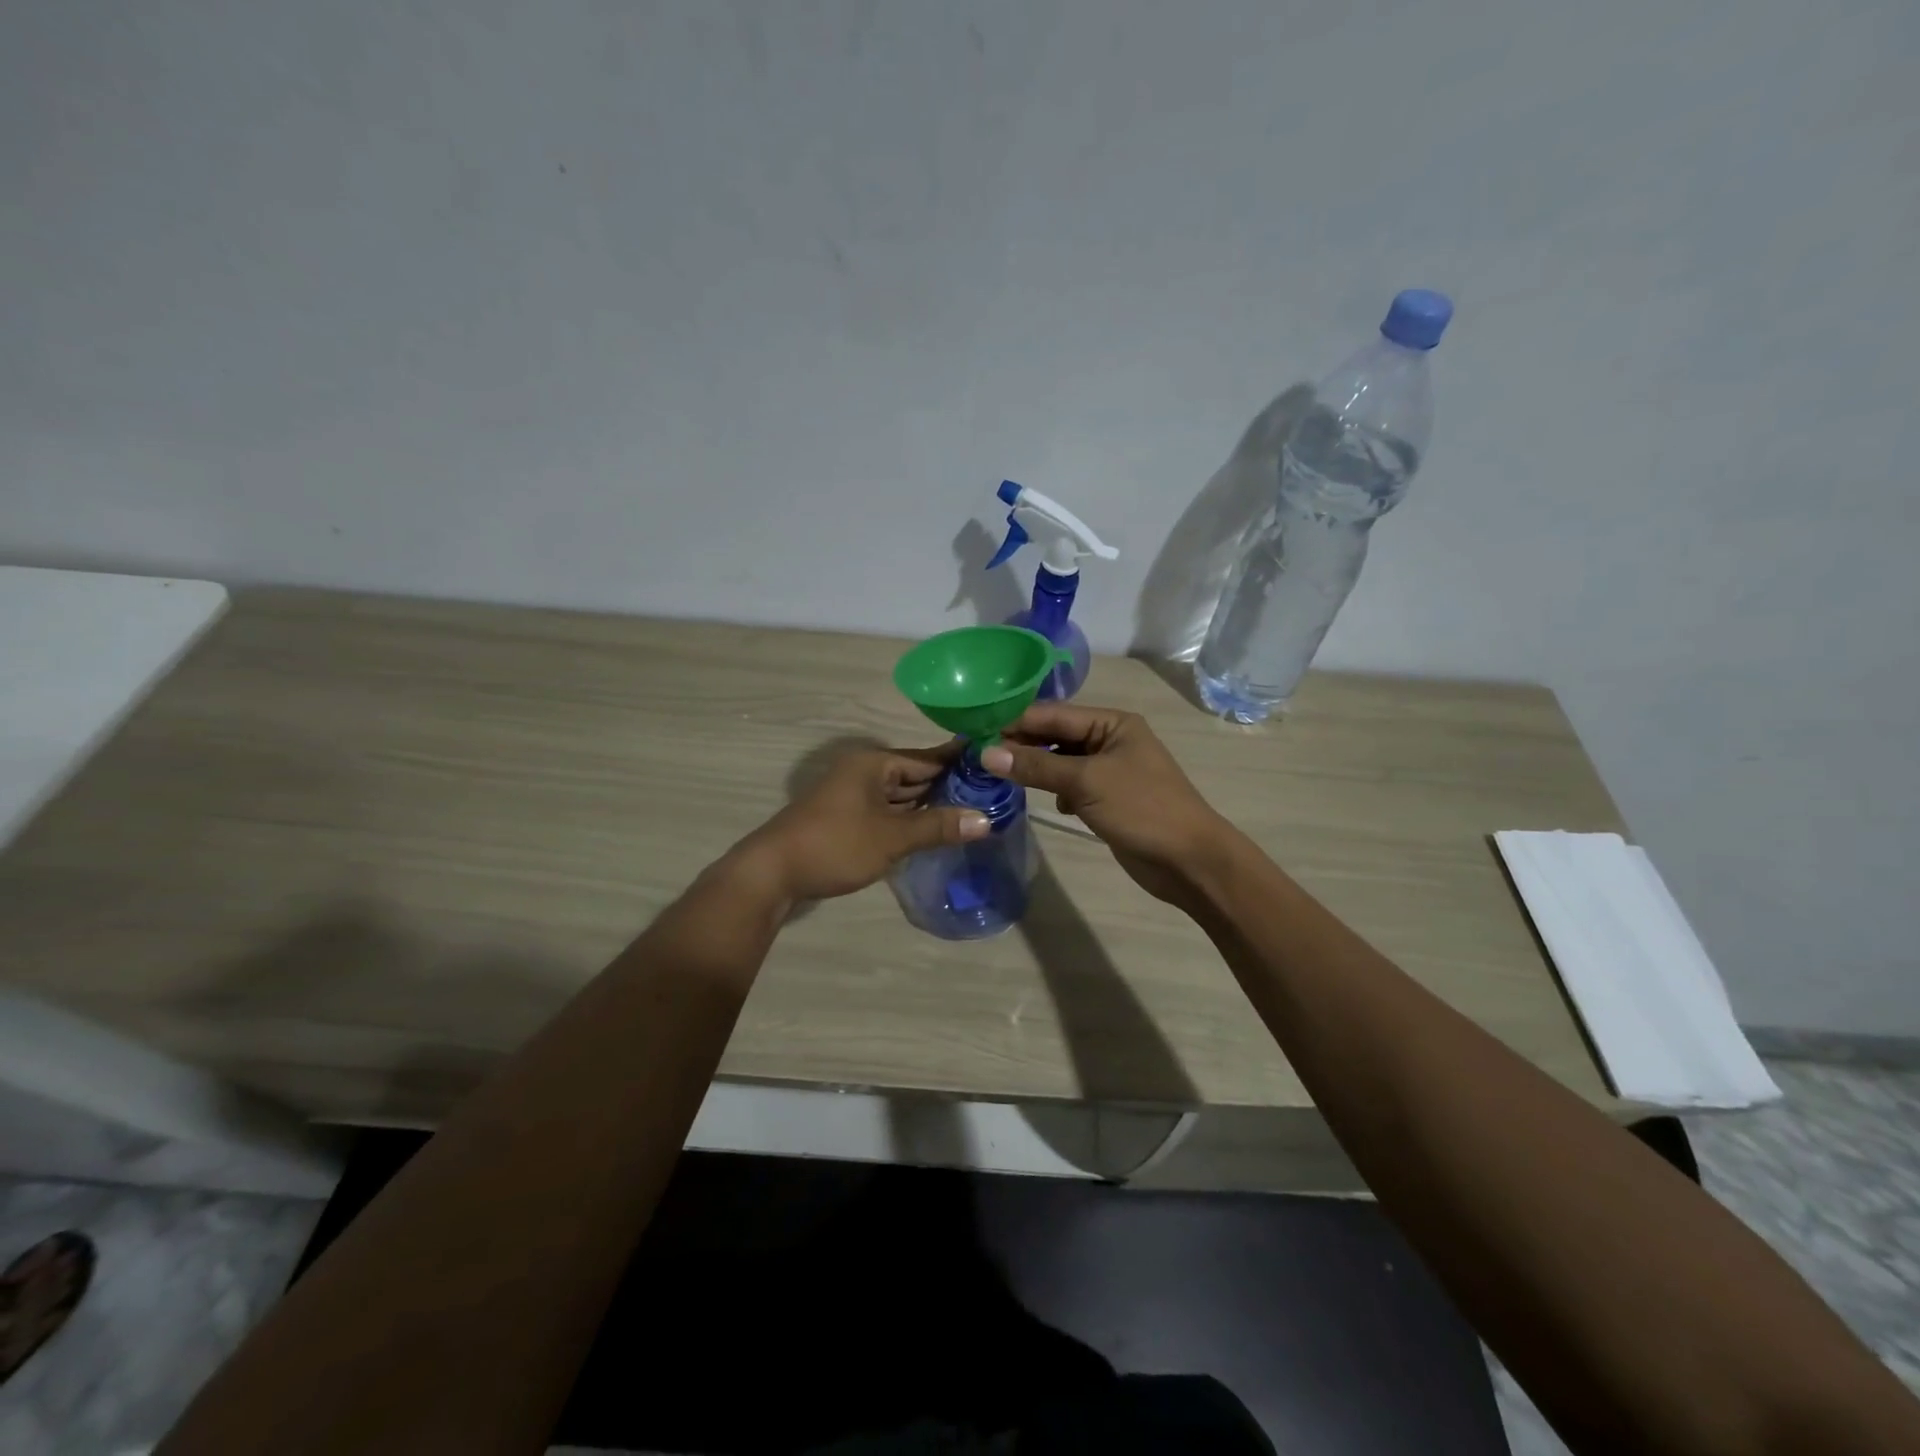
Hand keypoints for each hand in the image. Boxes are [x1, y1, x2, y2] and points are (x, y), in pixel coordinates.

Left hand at [730, 742, 989, 904]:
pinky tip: (934, 830)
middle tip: (992, 796)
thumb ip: (938, 826)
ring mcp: (853, 795)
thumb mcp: (892, 836)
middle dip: (949, 787)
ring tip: (972, 813)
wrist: (772, 873)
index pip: (928, 757)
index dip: (961, 763)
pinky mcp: (847, 818)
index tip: (995, 766)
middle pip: (915, 775)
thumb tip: (986, 819)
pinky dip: (909, 819)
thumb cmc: (835, 845)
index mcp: (874, 763)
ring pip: (901, 795)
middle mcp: (864, 772)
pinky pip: (888, 812)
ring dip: (930, 805)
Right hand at [981, 703, 1229, 907]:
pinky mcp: (1105, 798)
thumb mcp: (1086, 782)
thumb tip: (986, 753)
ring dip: (1032, 767)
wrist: (1189, 861)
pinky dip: (1051, 788)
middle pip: (1054, 735)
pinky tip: (1037, 798)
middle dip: (1019, 744)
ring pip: (1059, 761)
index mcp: (1112, 723)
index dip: (1014, 720)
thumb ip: (1036, 766)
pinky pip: (1069, 784)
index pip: (1053, 713)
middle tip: (976, 754)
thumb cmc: (1142, 809)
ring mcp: (1108, 770)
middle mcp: (1109, 739)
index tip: (974, 730)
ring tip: (994, 774)